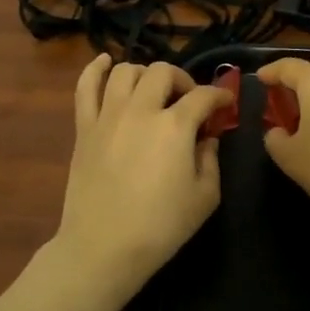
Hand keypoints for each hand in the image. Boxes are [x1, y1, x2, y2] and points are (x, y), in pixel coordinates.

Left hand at [54, 55, 230, 301]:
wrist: (104, 247)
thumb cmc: (161, 226)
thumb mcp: (205, 197)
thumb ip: (210, 159)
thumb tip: (206, 139)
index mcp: (175, 126)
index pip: (203, 96)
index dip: (219, 97)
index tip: (225, 105)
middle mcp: (141, 110)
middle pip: (163, 72)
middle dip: (182, 81)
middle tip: (188, 101)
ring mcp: (108, 116)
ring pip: (126, 71)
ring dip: (145, 75)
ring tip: (153, 92)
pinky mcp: (84, 128)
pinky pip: (85, 87)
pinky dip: (96, 69)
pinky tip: (106, 63)